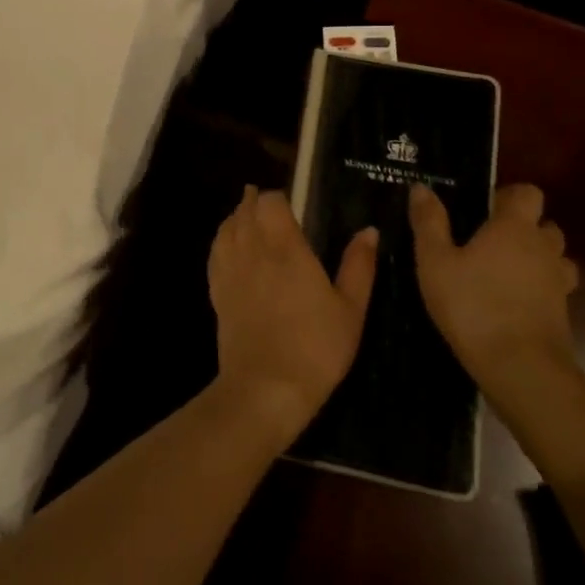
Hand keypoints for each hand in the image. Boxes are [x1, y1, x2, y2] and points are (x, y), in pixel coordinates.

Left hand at [207, 187, 377, 441]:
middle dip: (255, 201)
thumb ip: (358, 266)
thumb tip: (368, 230)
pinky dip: (222, 240)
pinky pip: (215, 252)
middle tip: (268, 203)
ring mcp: (231, 271)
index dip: (278, 196)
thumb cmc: (316, 348)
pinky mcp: (217, 292)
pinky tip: (230, 245)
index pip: (270, 202)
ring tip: (248, 216)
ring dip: (237, 217)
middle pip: (245, 210)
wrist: (265, 387)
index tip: (290, 202)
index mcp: (286, 248)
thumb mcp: (350, 309)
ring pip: (227, 228)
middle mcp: (253, 250)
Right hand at [410, 181, 578, 401]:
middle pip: (545, 225)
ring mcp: (558, 282)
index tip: (484, 209)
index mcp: (514, 227)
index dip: (509, 196)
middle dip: (523, 228)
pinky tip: (513, 303)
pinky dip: (539, 289)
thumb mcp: (434, 262)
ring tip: (504, 273)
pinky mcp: (564, 313)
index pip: (528, 193)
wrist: (520, 368)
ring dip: (537, 259)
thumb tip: (421, 187)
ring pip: (555, 258)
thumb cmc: (472, 306)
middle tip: (489, 243)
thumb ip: (429, 222)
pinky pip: (554, 288)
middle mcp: (543, 248)